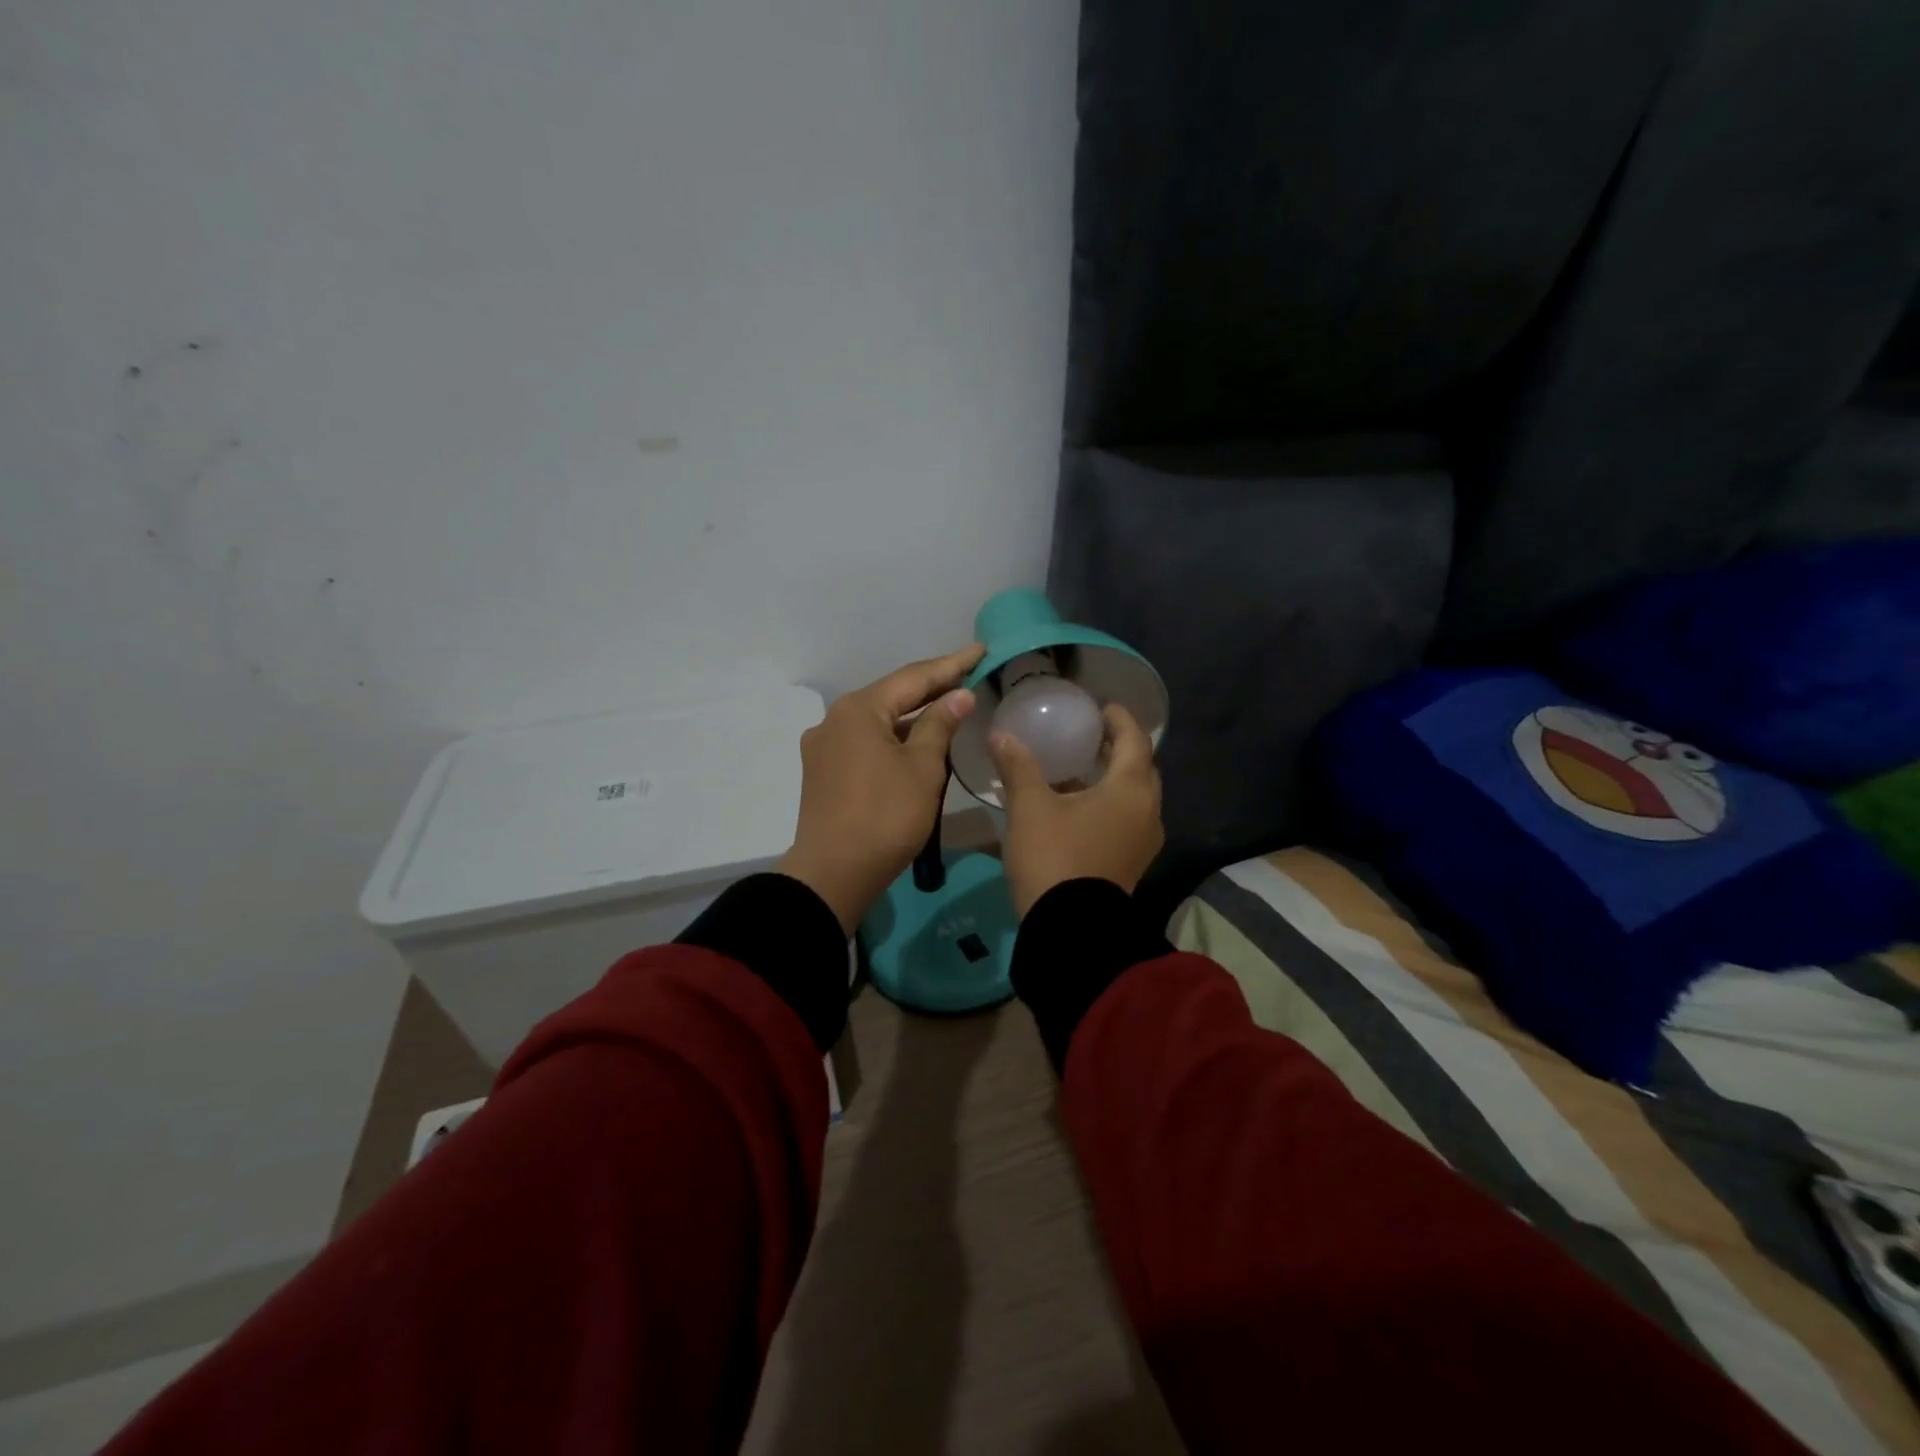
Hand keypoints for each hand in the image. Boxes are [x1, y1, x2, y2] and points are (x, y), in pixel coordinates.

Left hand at [778, 644, 985, 934]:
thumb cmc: (886, 816)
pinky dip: (894, 737)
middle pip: (892, 696)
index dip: (951, 664)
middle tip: (969, 674)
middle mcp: (835, 719)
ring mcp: (825, 747)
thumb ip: (940, 724)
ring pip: (878, 721)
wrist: (834, 873)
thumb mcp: (922, 768)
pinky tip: (916, 741)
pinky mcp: (824, 772)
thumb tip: (958, 695)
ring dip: (913, 715)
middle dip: (931, 687)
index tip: (980, 650)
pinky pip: (866, 742)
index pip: (913, 677)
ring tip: (949, 705)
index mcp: (858, 710)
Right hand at [989, 703, 1163, 916]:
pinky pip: (1127, 820)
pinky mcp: (1132, 864)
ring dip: (1114, 779)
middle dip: (1120, 749)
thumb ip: (1018, 767)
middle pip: (1141, 769)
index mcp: (1130, 791)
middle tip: (1092, 737)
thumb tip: (1001, 735)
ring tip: (1081, 769)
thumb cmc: (1055, 856)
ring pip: (1135, 798)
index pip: (1135, 741)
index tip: (1104, 707)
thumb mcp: (1030, 808)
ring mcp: (1143, 843)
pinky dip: (1110, 804)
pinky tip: (1078, 807)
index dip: (1121, 720)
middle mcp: (1147, 812)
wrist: (1070, 929)